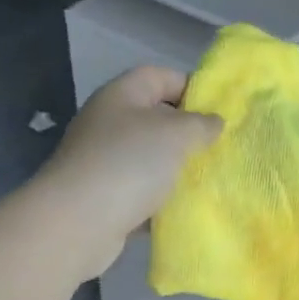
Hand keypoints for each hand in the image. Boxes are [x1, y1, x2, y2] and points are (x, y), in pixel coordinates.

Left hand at [33, 66, 222, 279]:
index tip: (221, 111)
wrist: (77, 223)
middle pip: (156, 118)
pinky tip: (185, 208)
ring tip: (209, 179)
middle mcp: (109, 123)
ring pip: (150, 158)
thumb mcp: (176, 134)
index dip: (192, 87)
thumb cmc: (129, 163)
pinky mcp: (103, 197)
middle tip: (220, 148)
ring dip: (176, 169)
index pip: (161, 76)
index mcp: (122, 95)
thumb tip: (213, 122)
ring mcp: (104, 161)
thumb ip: (201, 124)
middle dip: (189, 133)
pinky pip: (141, 191)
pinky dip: (161, 199)